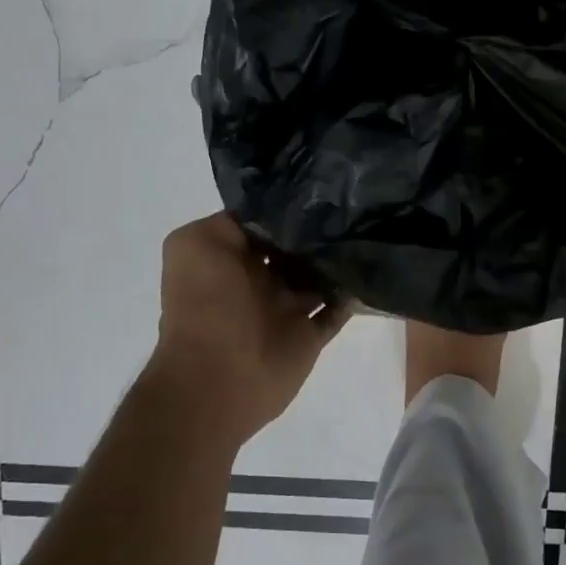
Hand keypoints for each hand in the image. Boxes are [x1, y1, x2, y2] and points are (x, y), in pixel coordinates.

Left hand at [145, 213, 349, 445]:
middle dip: (320, 229)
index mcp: (230, 257)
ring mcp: (286, 308)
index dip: (288, 206)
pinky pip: (337, 310)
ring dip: (339, 259)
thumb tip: (275, 214)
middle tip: (354, 206)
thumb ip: (231, 222)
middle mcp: (259, 279)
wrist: (216, 377)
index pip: (265, 223)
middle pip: (296, 247)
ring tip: (368, 230)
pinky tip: (371, 269)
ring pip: (320, 276)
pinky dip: (352, 295)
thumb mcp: (194, 244)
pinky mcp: (308, 335)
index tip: (321, 187)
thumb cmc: (205, 305)